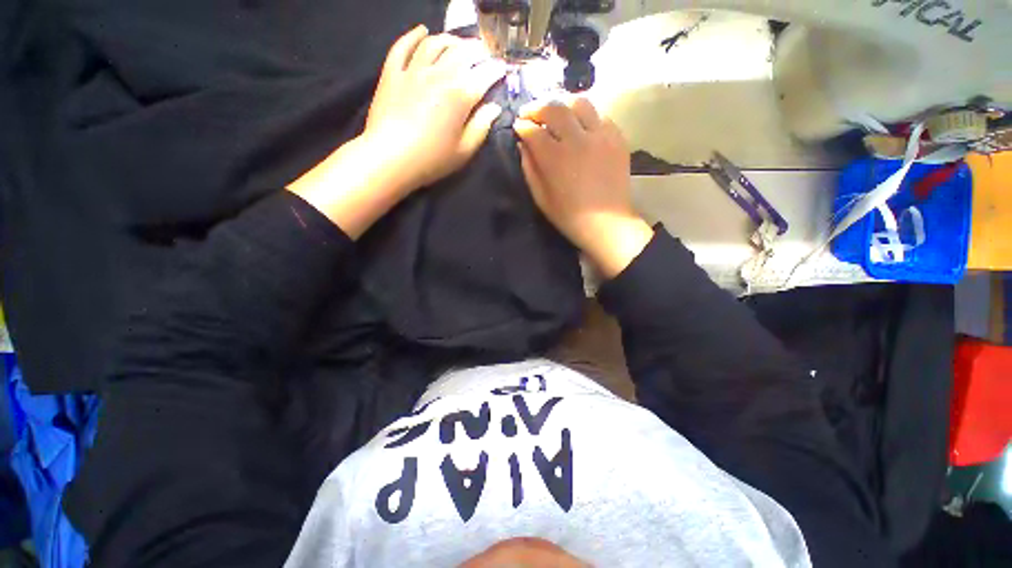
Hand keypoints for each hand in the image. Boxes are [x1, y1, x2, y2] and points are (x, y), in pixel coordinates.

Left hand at [288, 26, 504, 237]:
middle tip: (483, 54)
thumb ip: (481, 127)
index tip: (502, 70)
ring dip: (450, 40)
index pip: (485, 74)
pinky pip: (404, 46)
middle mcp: (440, 74)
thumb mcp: (464, 151)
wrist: (390, 158)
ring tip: (458, 44)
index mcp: (461, 94)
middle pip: (462, 52)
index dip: (496, 70)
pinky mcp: (393, 72)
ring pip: (435, 43)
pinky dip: (414, 35)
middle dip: (477, 50)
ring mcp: (414, 70)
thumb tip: (494, 108)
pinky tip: (422, 31)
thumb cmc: (432, 159)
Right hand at [514, 98, 653, 277]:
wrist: (607, 223)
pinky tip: (580, 127)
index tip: (518, 126)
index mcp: (555, 158)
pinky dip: (586, 116)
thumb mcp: (541, 198)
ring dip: (563, 105)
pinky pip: (600, 114)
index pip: (533, 130)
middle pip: (554, 107)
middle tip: (531, 113)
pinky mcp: (617, 138)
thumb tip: (523, 145)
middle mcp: (577, 139)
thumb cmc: (569, 216)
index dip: (522, 126)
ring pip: (579, 102)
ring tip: (557, 114)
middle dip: (537, 107)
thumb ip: (529, 169)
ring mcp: (600, 135)